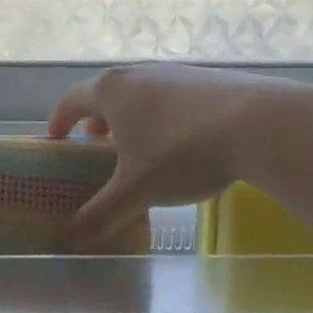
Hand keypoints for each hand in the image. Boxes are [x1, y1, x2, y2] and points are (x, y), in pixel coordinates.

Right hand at [46, 65, 302, 247]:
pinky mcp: (209, 79)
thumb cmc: (181, 153)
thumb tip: (74, 238)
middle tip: (96, 146)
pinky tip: (183, 144)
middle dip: (98, 122)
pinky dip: (164, 118)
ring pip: (142, 95)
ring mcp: (176, 73)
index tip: (55, 139)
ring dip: (132, 120)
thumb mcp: (137, 190)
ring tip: (140, 149)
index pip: (72, 100)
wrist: (257, 124)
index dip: (59, 120)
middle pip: (107, 95)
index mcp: (112, 92)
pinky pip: (173, 98)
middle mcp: (139, 74)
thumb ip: (103, 213)